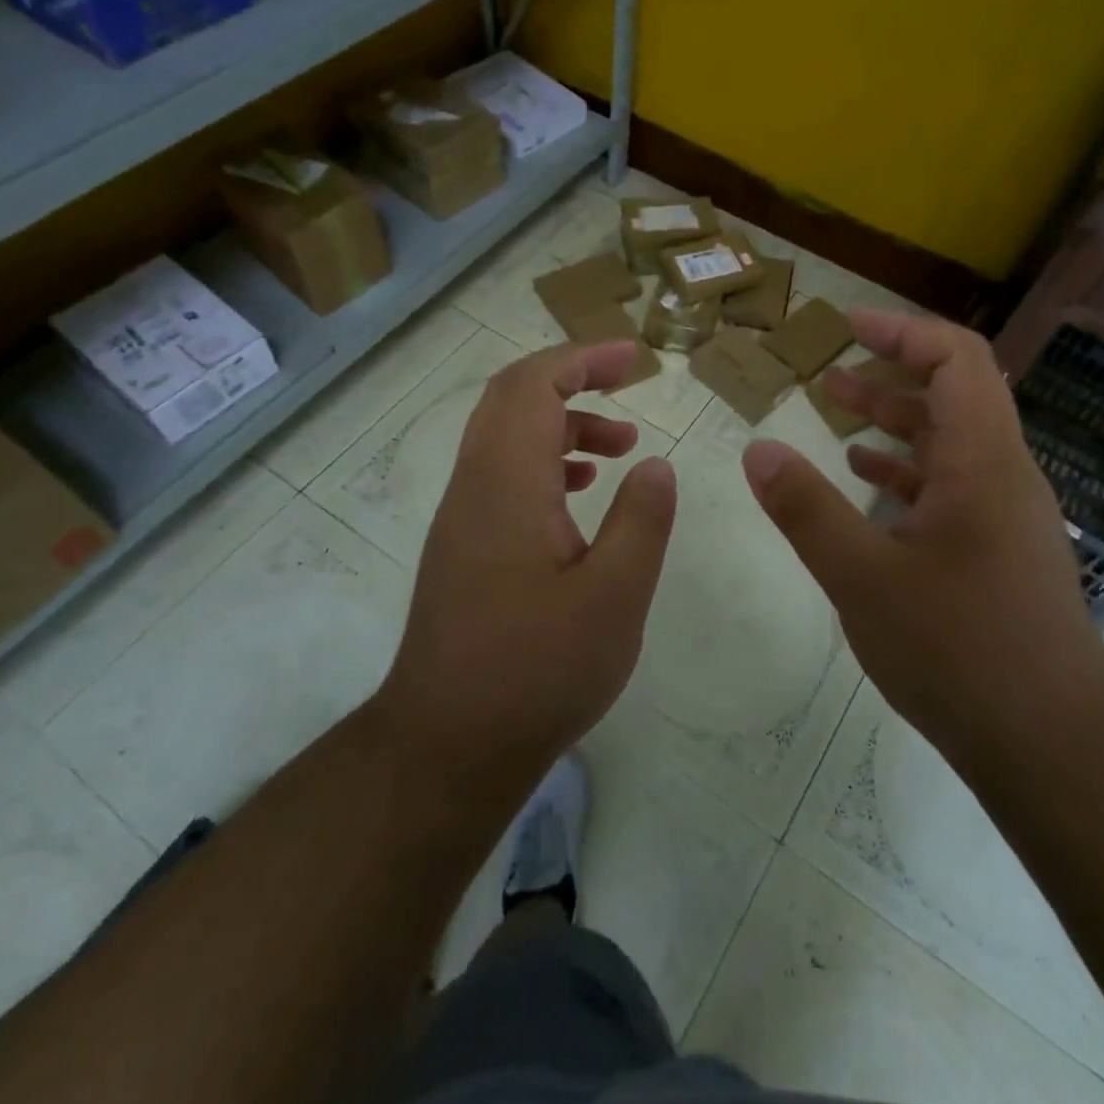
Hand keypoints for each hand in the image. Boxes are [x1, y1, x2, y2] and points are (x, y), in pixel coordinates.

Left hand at [371, 340, 676, 806]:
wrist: (448, 745)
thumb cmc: (537, 670)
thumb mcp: (615, 596)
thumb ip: (642, 520)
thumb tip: (655, 466)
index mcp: (507, 483)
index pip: (534, 384)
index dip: (584, 358)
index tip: (635, 360)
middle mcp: (474, 486)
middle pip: (512, 398)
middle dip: (573, 378)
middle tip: (629, 385)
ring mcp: (462, 517)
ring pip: (506, 436)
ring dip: (562, 423)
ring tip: (621, 447)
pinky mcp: (462, 547)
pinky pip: (502, 475)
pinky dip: (544, 461)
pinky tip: (579, 495)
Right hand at [741, 311, 1103, 765]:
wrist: (1053, 744)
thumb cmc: (959, 650)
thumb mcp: (863, 577)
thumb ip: (806, 510)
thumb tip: (759, 450)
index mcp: (982, 461)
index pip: (958, 360)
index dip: (903, 332)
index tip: (848, 326)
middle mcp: (1002, 476)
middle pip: (953, 396)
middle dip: (888, 375)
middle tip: (828, 373)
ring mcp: (1004, 516)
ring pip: (949, 444)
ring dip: (894, 423)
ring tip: (835, 415)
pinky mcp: (998, 552)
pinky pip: (951, 487)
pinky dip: (906, 471)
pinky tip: (866, 482)